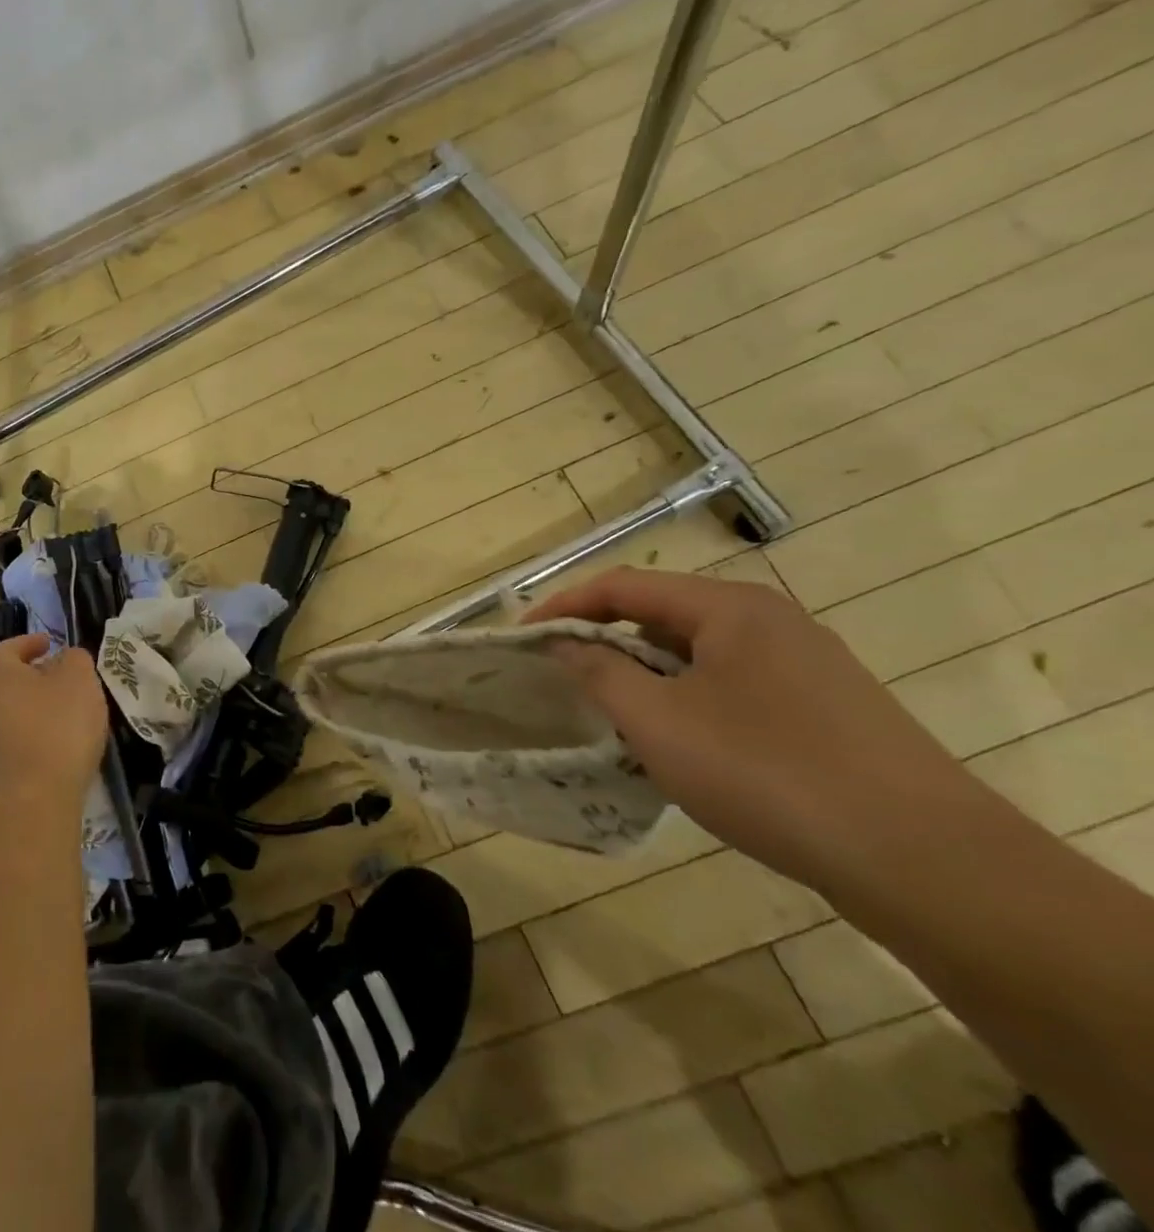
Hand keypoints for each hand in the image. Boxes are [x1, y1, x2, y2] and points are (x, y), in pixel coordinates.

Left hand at [0, 636, 108, 813]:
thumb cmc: (59, 728)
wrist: (38, 800)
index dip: (26, 643)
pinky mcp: (1, 774)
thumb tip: (66, 657)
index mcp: (3, 680)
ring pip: (14, 716)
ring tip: (70, 717)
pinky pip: (20, 744)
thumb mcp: (79, 680)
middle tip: (66, 682)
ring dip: (38, 711)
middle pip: (10, 685)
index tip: (49, 644)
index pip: (6, 650)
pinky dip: (39, 739)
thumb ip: (75, 659)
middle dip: (36, 680)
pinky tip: (63, 748)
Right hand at [526, 567, 973, 895]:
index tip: (522, 637)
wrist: (925, 862)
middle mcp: (771, 621)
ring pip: (698, 653)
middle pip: (662, 614)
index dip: (564, 607)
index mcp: (729, 607)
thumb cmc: (767, 772)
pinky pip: (733, 686)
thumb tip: (565, 645)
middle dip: (604, 640)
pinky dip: (687, 700)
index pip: (623, 585)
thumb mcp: (658, 721)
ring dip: (644, 673)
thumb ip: (599, 672)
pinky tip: (679, 744)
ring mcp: (807, 666)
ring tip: (610, 711)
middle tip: (561, 675)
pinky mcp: (828, 710)